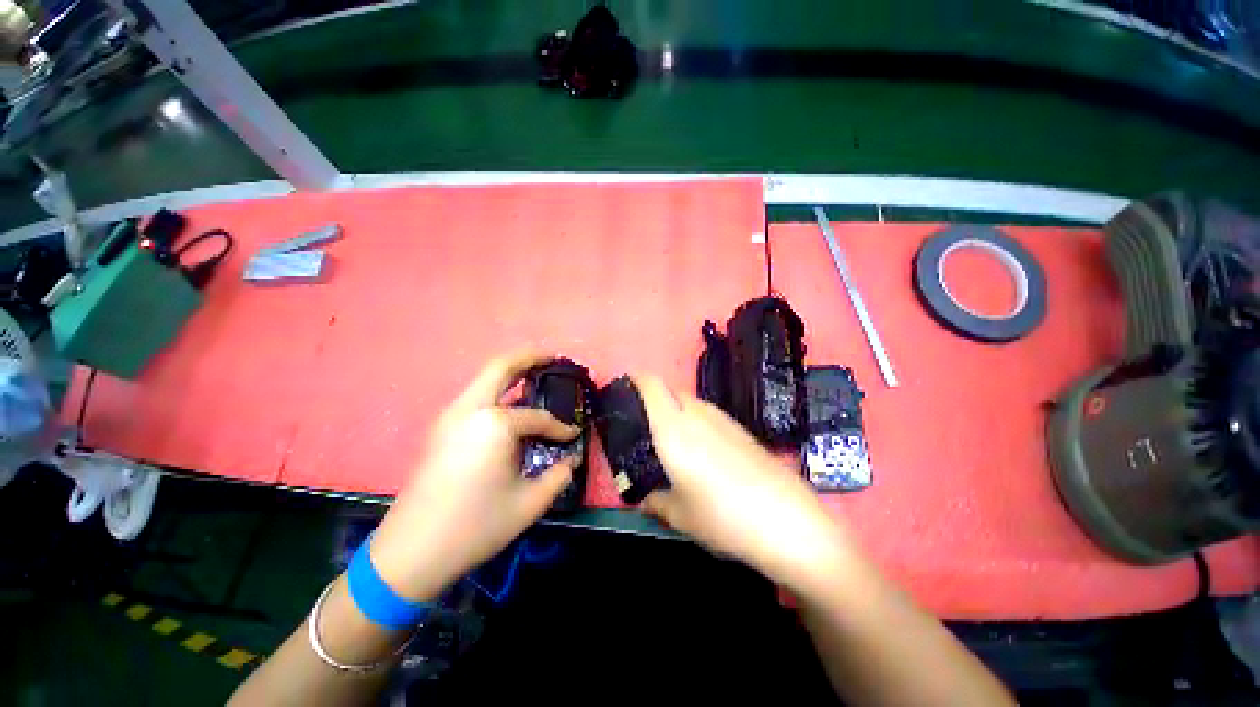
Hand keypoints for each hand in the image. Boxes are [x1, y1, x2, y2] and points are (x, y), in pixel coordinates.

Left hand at [369, 350, 577, 600]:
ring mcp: (450, 416)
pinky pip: (475, 396)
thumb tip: (570, 459)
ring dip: (510, 372)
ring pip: (484, 379)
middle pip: (501, 367)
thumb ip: (558, 476)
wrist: (410, 553)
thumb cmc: (475, 527)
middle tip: (553, 357)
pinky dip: (496, 389)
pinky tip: (510, 405)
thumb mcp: (529, 504)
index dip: (560, 427)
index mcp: (495, 425)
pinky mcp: (440, 428)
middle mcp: (470, 410)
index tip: (573, 436)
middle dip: (529, 356)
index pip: (538, 417)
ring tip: (534, 375)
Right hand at [634, 374, 855, 591]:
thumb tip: (645, 500)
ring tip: (673, 440)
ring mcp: (723, 419)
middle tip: (645, 424)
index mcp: (673, 428)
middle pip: (670, 391)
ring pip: (691, 401)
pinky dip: (696, 421)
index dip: (636, 378)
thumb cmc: (722, 516)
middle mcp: (697, 414)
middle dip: (654, 399)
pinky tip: (703, 451)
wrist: (787, 520)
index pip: (651, 386)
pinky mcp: (741, 429)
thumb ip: (655, 502)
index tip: (625, 385)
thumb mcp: (680, 515)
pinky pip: (709, 415)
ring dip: (677, 410)